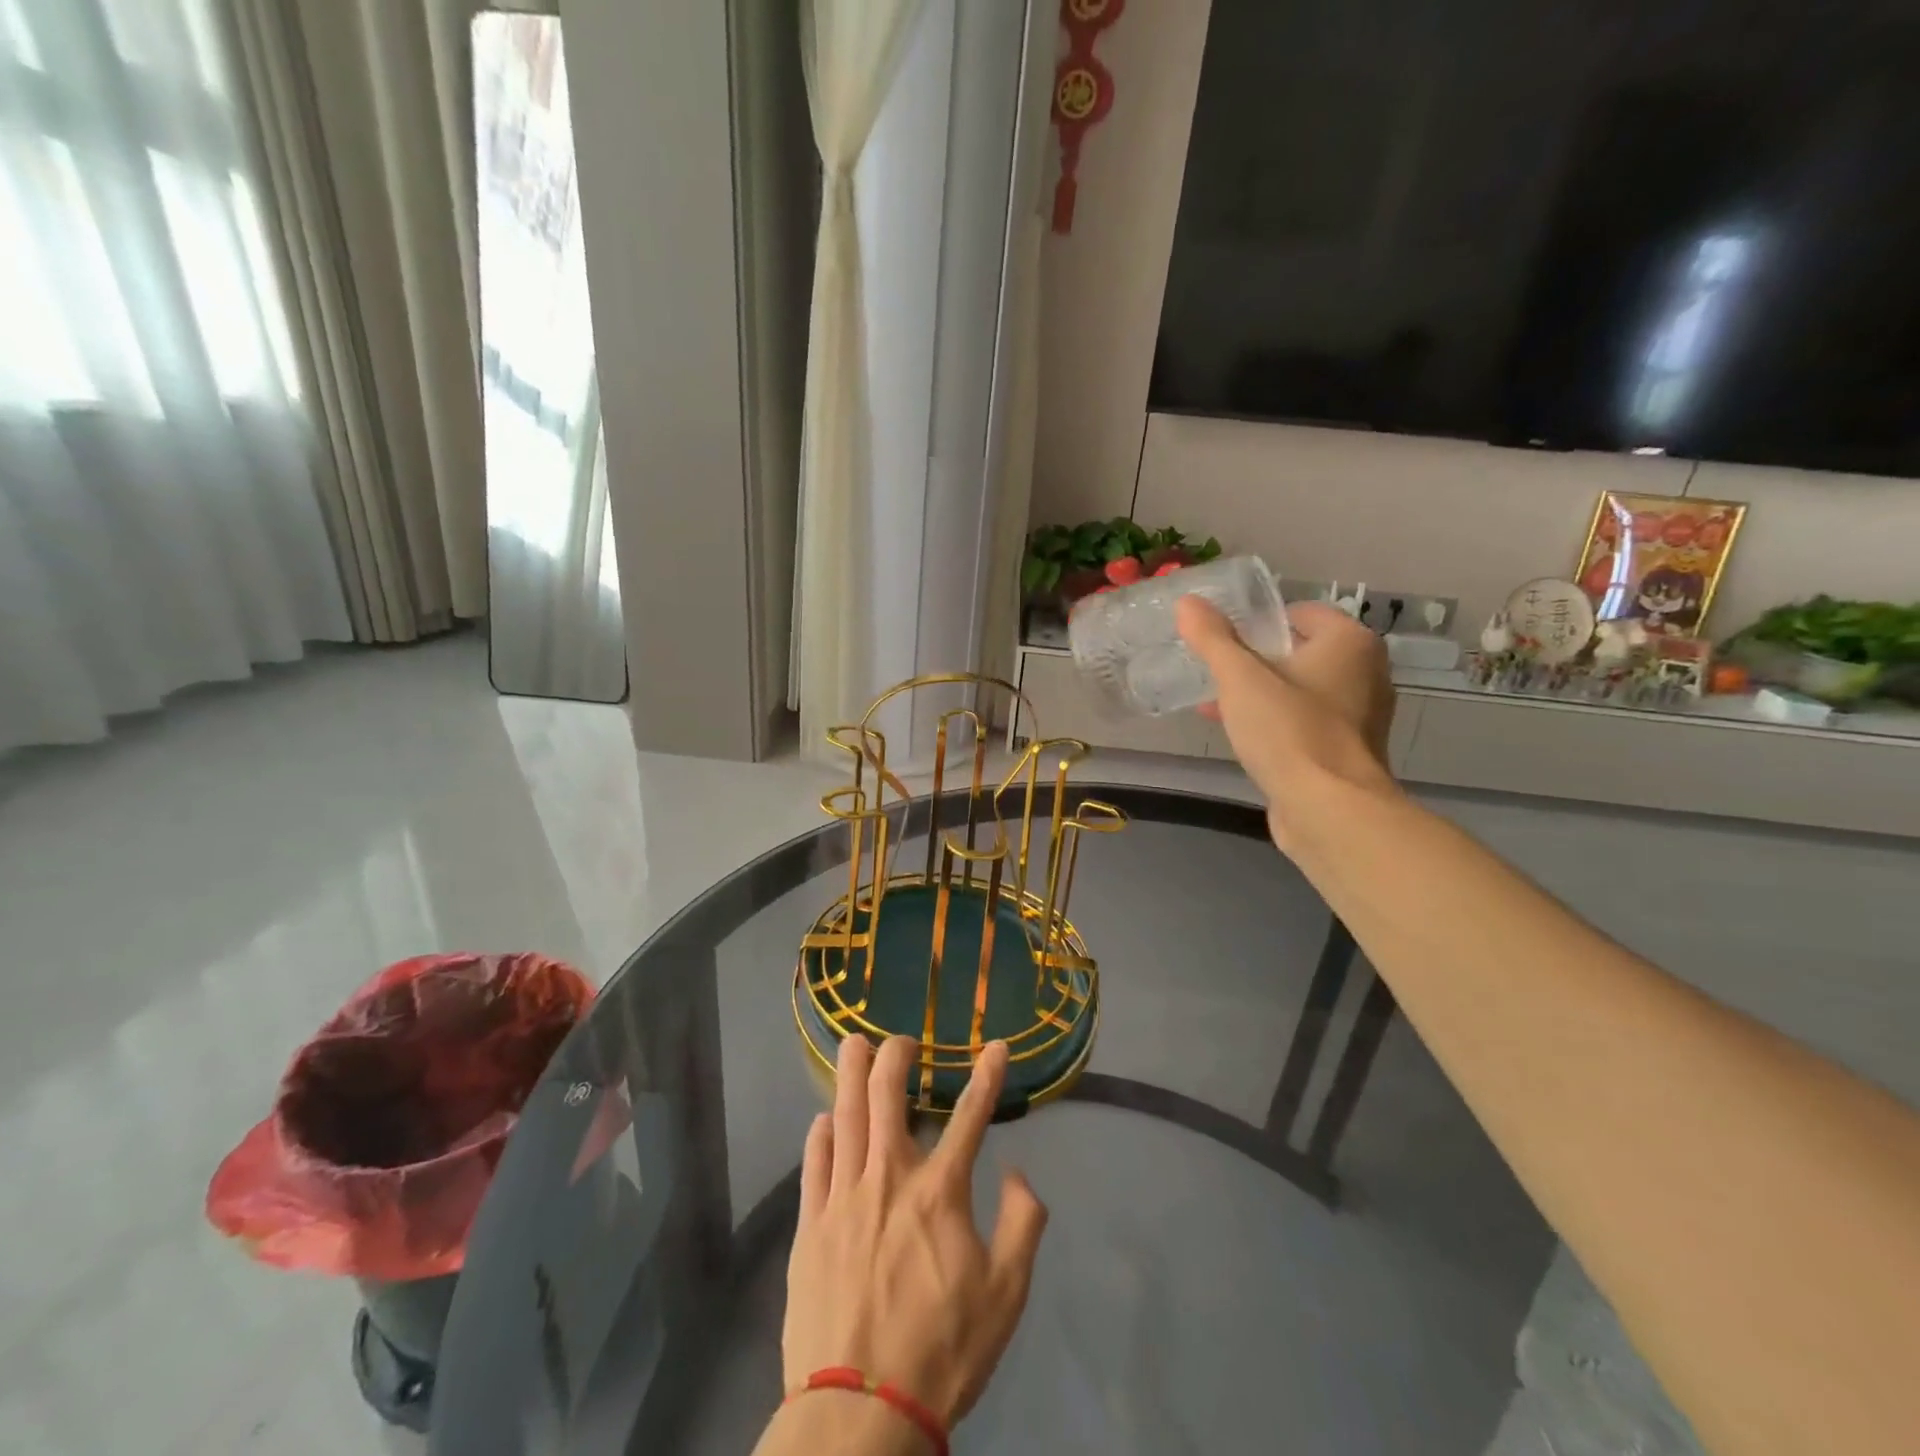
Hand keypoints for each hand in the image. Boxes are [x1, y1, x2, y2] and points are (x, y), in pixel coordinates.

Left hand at [780, 1035, 1047, 1435]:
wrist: (861, 1413)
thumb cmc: (942, 1351)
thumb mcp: (1006, 1295)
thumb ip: (1023, 1224)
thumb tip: (1019, 1173)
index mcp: (938, 1191)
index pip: (970, 1116)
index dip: (987, 1075)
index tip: (996, 1046)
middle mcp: (888, 1177)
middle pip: (887, 1095)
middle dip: (895, 1056)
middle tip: (902, 1041)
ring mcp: (843, 1197)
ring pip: (845, 1114)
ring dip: (850, 1073)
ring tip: (854, 1044)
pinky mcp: (810, 1224)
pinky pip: (814, 1162)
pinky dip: (820, 1133)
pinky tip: (824, 1119)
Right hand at [1176, 596, 1398, 850]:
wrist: (1329, 810)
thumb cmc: (1289, 732)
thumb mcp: (1240, 679)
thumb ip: (1213, 638)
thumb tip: (1187, 601)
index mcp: (1351, 643)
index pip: (1300, 613)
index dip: (1258, 622)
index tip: (1221, 640)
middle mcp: (1366, 673)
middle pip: (1299, 652)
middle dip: (1254, 662)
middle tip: (1214, 672)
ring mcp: (1360, 716)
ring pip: (1299, 690)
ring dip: (1260, 695)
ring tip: (1215, 706)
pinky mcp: (1346, 751)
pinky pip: (1304, 722)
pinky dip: (1275, 723)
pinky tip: (1240, 737)